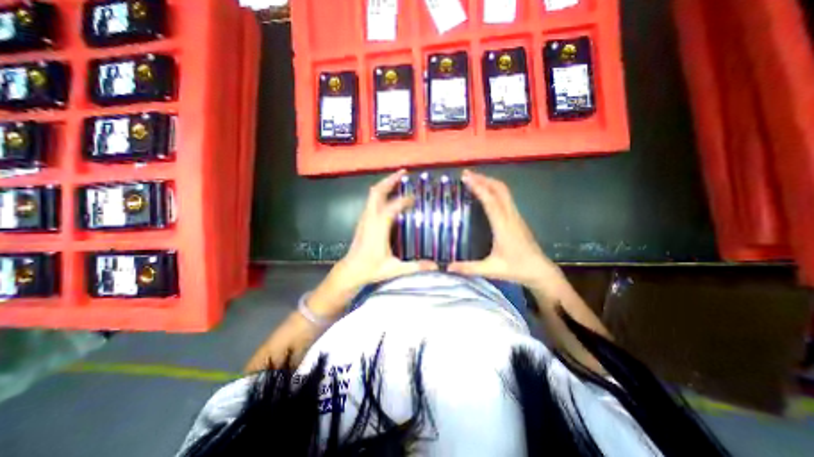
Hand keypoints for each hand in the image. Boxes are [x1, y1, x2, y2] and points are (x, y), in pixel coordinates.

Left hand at [320, 170, 439, 298]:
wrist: (351, 270)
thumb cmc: (371, 268)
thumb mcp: (394, 268)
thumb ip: (415, 266)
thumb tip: (434, 266)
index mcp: (378, 227)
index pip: (392, 206)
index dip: (404, 199)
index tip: (415, 197)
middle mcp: (370, 218)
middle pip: (377, 191)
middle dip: (390, 180)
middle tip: (403, 173)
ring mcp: (365, 218)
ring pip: (373, 194)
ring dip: (385, 185)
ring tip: (398, 180)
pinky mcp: (363, 220)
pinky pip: (371, 201)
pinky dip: (380, 193)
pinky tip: (389, 196)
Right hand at [451, 170, 560, 290]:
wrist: (540, 271)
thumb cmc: (516, 268)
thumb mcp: (491, 269)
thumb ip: (469, 268)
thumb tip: (448, 267)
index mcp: (503, 226)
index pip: (490, 201)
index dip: (478, 187)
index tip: (466, 178)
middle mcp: (510, 216)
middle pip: (499, 189)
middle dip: (483, 179)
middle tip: (467, 174)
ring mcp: (516, 216)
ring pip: (504, 192)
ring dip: (489, 182)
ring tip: (474, 179)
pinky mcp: (517, 218)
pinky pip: (506, 198)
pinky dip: (494, 190)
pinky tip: (486, 194)